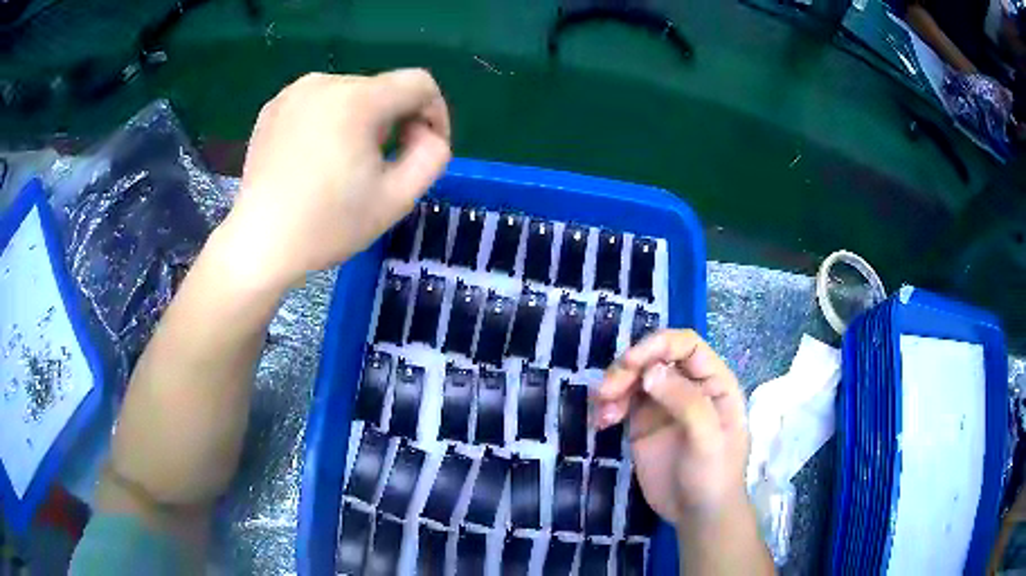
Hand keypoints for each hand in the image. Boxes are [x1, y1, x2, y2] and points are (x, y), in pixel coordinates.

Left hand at [220, 70, 450, 289]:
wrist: (259, 245)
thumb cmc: (328, 225)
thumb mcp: (398, 198)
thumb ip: (433, 154)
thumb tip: (423, 130)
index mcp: (357, 99)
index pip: (419, 83)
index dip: (435, 113)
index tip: (425, 149)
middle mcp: (325, 82)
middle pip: (383, 89)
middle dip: (393, 122)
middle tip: (379, 167)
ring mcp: (293, 92)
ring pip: (351, 95)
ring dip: (361, 122)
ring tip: (344, 164)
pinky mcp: (273, 107)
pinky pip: (319, 103)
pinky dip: (329, 122)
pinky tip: (315, 158)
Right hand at [593, 330, 748, 523]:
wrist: (698, 515)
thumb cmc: (714, 475)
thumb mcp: (708, 440)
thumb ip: (685, 402)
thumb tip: (649, 372)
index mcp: (714, 382)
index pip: (687, 345)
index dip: (657, 344)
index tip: (630, 363)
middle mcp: (689, 386)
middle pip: (655, 357)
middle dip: (628, 368)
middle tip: (606, 391)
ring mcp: (665, 404)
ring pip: (635, 377)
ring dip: (614, 386)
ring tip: (603, 413)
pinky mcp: (644, 423)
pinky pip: (623, 401)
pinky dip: (609, 406)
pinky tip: (602, 422)